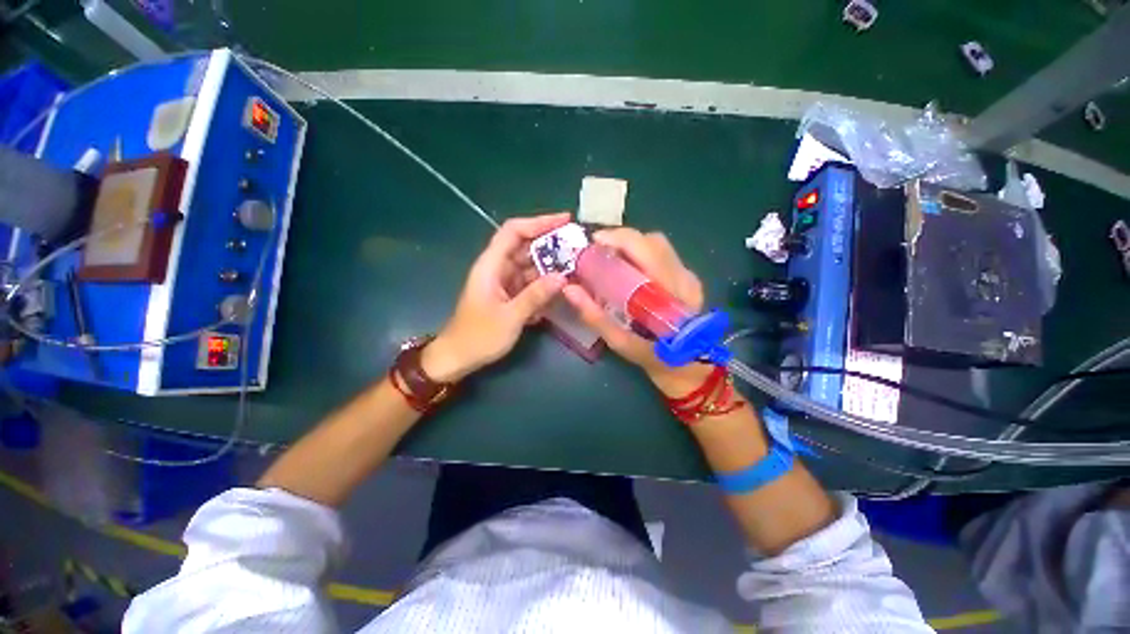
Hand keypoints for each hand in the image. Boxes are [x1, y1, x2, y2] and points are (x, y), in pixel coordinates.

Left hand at [422, 213, 570, 381]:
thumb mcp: (510, 317)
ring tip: (576, 268)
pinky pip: (530, 283)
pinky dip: (544, 285)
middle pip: (525, 247)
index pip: (513, 231)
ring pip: (530, 266)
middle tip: (578, 247)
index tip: (564, 220)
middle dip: (551, 245)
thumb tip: (562, 277)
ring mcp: (504, 282)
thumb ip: (535, 296)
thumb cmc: (478, 337)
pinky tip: (561, 291)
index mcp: (491, 265)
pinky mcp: (509, 295)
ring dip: (551, 267)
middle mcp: (498, 268)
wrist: (458, 357)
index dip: (538, 222)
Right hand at [561, 228, 711, 395]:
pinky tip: (629, 268)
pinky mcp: (690, 279)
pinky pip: (663, 255)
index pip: (647, 248)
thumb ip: (594, 316)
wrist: (686, 369)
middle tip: (600, 251)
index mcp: (670, 292)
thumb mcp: (620, 342)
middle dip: (623, 239)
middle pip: (653, 241)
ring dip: (632, 245)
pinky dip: (641, 254)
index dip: (618, 238)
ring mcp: (690, 277)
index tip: (594, 243)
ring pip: (659, 245)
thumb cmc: (652, 358)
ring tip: (612, 257)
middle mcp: (684, 278)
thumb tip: (569, 289)